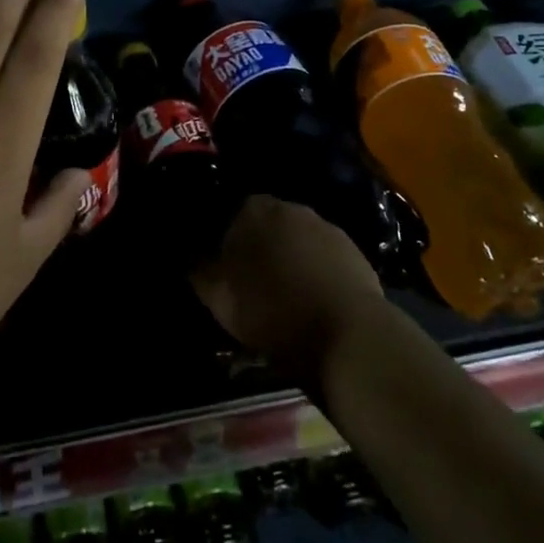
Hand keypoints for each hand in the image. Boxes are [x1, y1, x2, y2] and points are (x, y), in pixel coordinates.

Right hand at [191, 196, 385, 377]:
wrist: (347, 335)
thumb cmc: (273, 312)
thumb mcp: (220, 299)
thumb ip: (199, 270)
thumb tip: (189, 255)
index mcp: (254, 210)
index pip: (231, 213)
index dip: (227, 239)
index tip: (226, 267)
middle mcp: (291, 208)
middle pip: (267, 223)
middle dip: (261, 245)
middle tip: (254, 280)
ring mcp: (326, 227)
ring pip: (297, 238)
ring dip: (290, 257)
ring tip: (287, 293)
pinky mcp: (354, 250)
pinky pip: (324, 255)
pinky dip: (317, 270)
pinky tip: (315, 298)